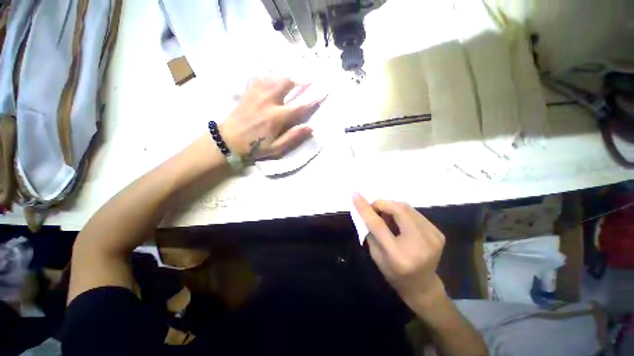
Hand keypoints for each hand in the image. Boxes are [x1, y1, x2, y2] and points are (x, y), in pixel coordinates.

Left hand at [219, 76, 321, 159]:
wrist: (229, 140)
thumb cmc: (255, 146)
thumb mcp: (276, 148)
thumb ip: (293, 137)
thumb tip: (310, 128)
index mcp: (277, 117)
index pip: (299, 106)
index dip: (312, 100)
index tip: (320, 94)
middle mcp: (268, 101)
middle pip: (286, 82)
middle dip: (298, 82)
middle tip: (303, 85)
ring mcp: (256, 94)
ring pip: (274, 77)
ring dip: (284, 78)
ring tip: (289, 84)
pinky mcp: (247, 92)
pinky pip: (260, 77)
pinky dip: (268, 77)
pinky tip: (271, 82)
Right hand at [352, 193, 446, 306]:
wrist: (423, 286)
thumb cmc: (394, 274)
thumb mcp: (376, 255)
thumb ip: (371, 231)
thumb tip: (369, 209)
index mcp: (398, 255)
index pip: (378, 225)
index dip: (365, 208)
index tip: (355, 195)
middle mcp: (419, 244)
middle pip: (398, 209)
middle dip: (382, 204)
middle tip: (374, 209)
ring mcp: (432, 237)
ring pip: (406, 207)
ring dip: (391, 207)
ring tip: (386, 217)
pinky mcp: (438, 233)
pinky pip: (414, 213)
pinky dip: (402, 212)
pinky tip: (399, 222)